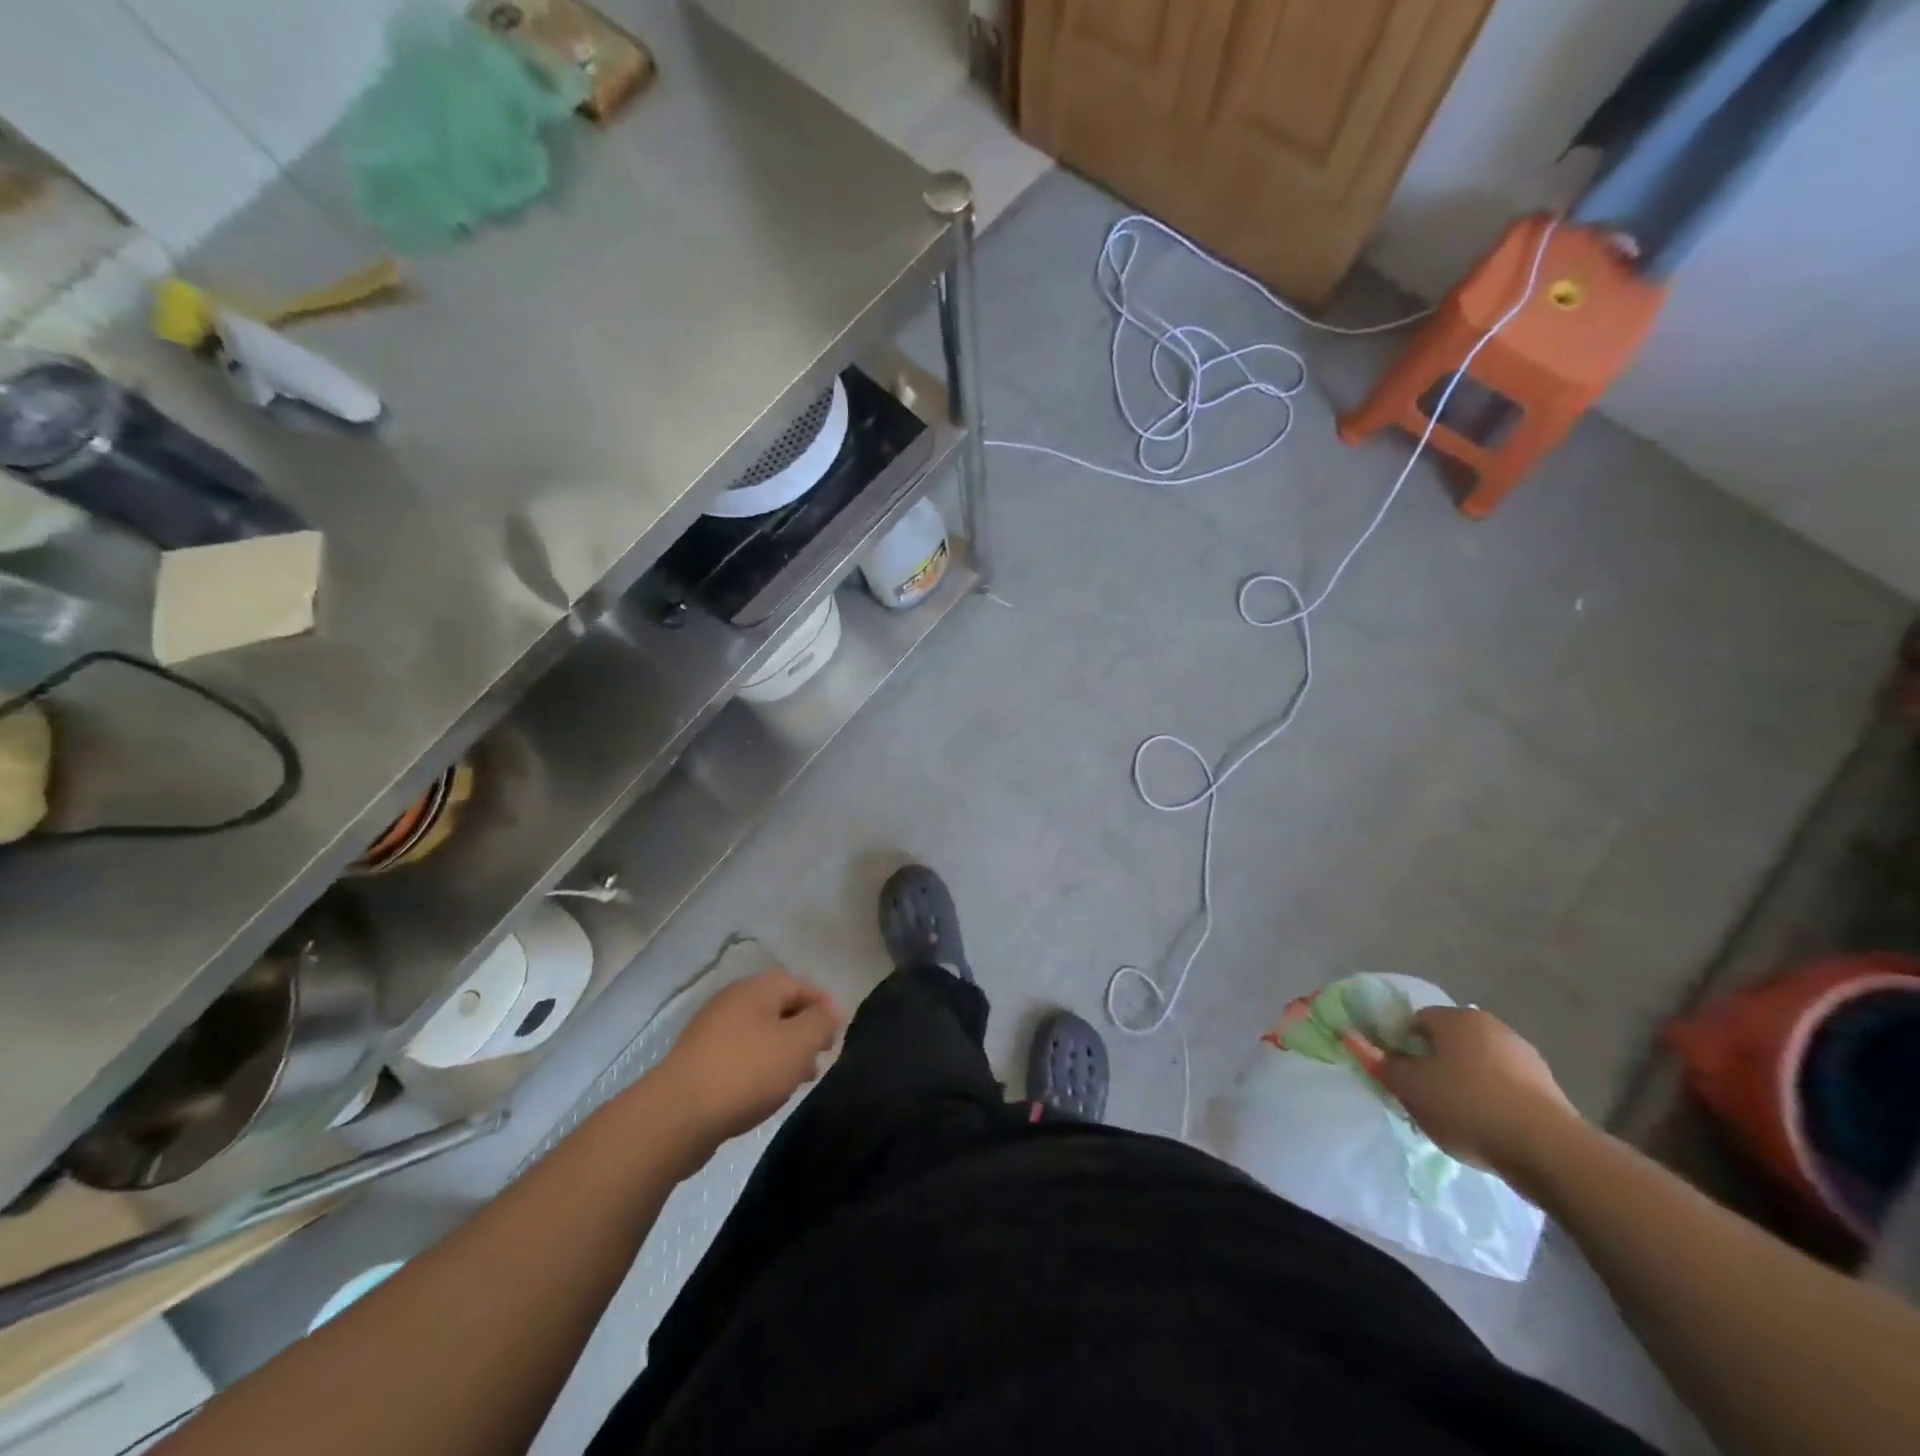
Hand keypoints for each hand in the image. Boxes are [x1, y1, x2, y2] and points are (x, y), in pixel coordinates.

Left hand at [651, 970, 842, 1157]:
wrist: (677, 1116)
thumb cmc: (747, 1071)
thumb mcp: (798, 1044)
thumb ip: (821, 1022)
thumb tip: (830, 1011)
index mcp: (756, 989)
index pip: (799, 984)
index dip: (824, 1004)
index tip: (838, 1033)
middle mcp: (732, 1002)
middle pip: (779, 1008)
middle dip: (804, 1030)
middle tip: (822, 1057)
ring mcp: (712, 1032)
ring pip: (760, 1034)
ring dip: (784, 1051)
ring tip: (801, 1079)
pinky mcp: (699, 1062)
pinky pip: (741, 1056)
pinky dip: (761, 1067)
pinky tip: (768, 1092)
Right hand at [1375, 1006, 1584, 1184]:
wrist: (1549, 1151)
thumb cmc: (1467, 1106)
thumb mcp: (1409, 1087)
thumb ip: (1380, 1063)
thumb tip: (1353, 1039)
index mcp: (1455, 1017)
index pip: (1414, 1021)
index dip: (1400, 1045)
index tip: (1397, 1074)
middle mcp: (1490, 1025)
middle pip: (1447, 1042)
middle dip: (1432, 1064)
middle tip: (1421, 1096)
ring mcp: (1524, 1055)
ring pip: (1477, 1065)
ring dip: (1463, 1083)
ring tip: (1454, 1118)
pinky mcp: (1548, 1088)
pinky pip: (1504, 1087)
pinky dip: (1490, 1100)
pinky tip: (1485, 1127)